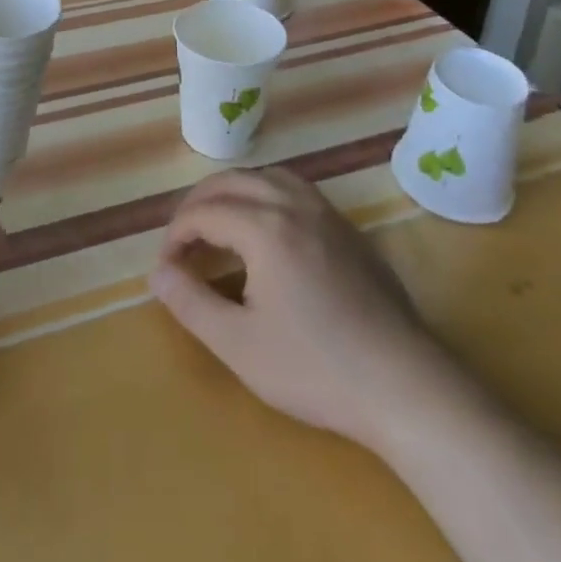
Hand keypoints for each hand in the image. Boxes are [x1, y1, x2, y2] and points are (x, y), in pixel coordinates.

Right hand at [149, 168, 444, 453]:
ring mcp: (326, 212)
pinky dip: (265, 192)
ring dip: (233, 191)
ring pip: (266, 176)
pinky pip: (295, 188)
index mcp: (264, 227)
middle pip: (232, 181)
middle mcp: (293, 204)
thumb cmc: (315, 368)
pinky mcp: (347, 228)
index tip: (166, 266)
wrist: (403, 385)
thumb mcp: (239, 345)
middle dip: (198, 203)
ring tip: (217, 221)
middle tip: (181, 238)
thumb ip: (191, 303)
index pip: (204, 212)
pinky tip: (265, 226)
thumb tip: (157, 274)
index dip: (176, 234)